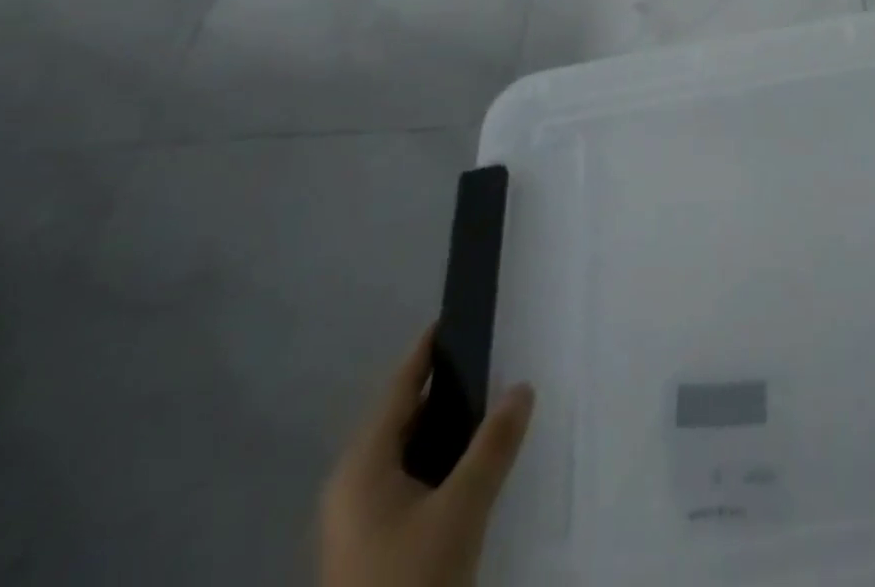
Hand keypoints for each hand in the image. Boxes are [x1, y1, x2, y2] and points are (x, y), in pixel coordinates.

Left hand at [320, 329, 534, 586]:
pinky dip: (438, 462)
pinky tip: (472, 464)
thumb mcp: (461, 510)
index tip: (456, 315)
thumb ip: (493, 445)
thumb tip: (522, 386)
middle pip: (402, 418)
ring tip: (491, 404)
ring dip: (446, 429)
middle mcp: (351, 485)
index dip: (427, 351)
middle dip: (446, 389)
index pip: (399, 388)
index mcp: (361, 466)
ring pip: (407, 454)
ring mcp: (357, 521)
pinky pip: (408, 482)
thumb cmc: (409, 580)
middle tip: (492, 358)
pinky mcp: (370, 548)